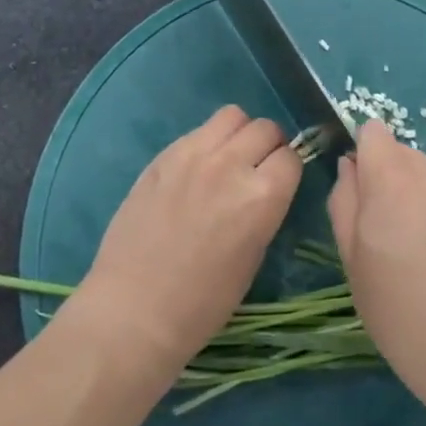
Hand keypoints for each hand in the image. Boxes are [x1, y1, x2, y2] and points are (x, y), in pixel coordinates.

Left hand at [68, 105, 302, 373]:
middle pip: (266, 128)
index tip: (278, 183)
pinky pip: (198, 130)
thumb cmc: (203, 302)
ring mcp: (194, 154)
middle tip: (255, 169)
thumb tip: (265, 184)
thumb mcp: (254, 256)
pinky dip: (206, 142)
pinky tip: (195, 170)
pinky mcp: (164, 155)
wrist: (134, 309)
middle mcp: (232, 164)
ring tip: (227, 159)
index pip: (291, 157)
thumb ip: (265, 208)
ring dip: (238, 134)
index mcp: (262, 196)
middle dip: (268, 146)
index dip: (287, 170)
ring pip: (232, 116)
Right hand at [328, 121, 425, 407]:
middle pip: (401, 154)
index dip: (362, 154)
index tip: (360, 192)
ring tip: (420, 254)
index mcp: (395, 177)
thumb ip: (344, 200)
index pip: (373, 130)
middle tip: (386, 235)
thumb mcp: (352, 260)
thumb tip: (350, 167)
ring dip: (419, 198)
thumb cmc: (400, 312)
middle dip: (389, 180)